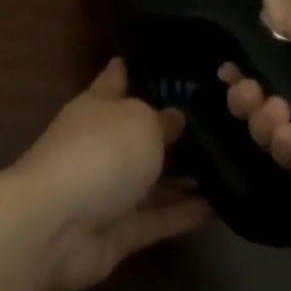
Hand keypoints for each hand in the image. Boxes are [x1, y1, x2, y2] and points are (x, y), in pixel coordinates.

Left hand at [10, 58, 214, 290]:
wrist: (58, 226)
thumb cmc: (100, 152)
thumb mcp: (140, 121)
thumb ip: (163, 120)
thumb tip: (176, 120)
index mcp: (97, 107)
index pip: (114, 80)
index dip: (130, 69)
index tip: (158, 60)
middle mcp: (102, 144)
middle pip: (139, 133)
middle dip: (173, 129)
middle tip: (221, 121)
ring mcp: (110, 189)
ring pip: (154, 179)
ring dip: (187, 177)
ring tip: (232, 166)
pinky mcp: (121, 230)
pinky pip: (160, 218)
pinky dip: (187, 213)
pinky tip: (224, 207)